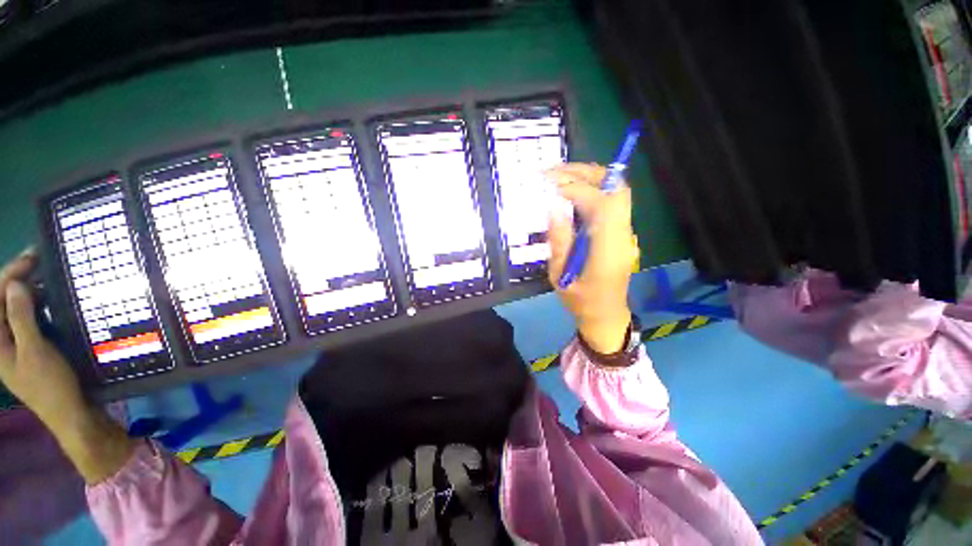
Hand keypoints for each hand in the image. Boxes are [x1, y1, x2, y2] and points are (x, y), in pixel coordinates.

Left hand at [0, 248, 86, 426]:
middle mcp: (1, 340)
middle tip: (39, 260)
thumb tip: (15, 284)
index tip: (32, 258)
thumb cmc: (50, 385)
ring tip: (46, 277)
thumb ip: (21, 318)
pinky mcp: (31, 346)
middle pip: (3, 301)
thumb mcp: (35, 351)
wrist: (70, 412)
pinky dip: (37, 304)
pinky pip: (28, 318)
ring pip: (16, 308)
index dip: (10, 275)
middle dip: (17, 279)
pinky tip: (50, 299)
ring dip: (28, 290)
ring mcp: (16, 343)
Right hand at [547, 163, 638, 353]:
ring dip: (589, 178)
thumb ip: (559, 241)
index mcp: (608, 250)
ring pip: (615, 191)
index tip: (550, 187)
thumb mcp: (559, 276)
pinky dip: (591, 189)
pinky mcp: (620, 232)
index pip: (602, 205)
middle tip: (554, 172)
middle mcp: (623, 235)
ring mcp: (625, 232)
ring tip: (559, 177)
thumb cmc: (580, 301)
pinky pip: (610, 202)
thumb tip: (553, 207)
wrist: (606, 315)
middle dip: (585, 173)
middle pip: (616, 189)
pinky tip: (571, 192)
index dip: (577, 190)